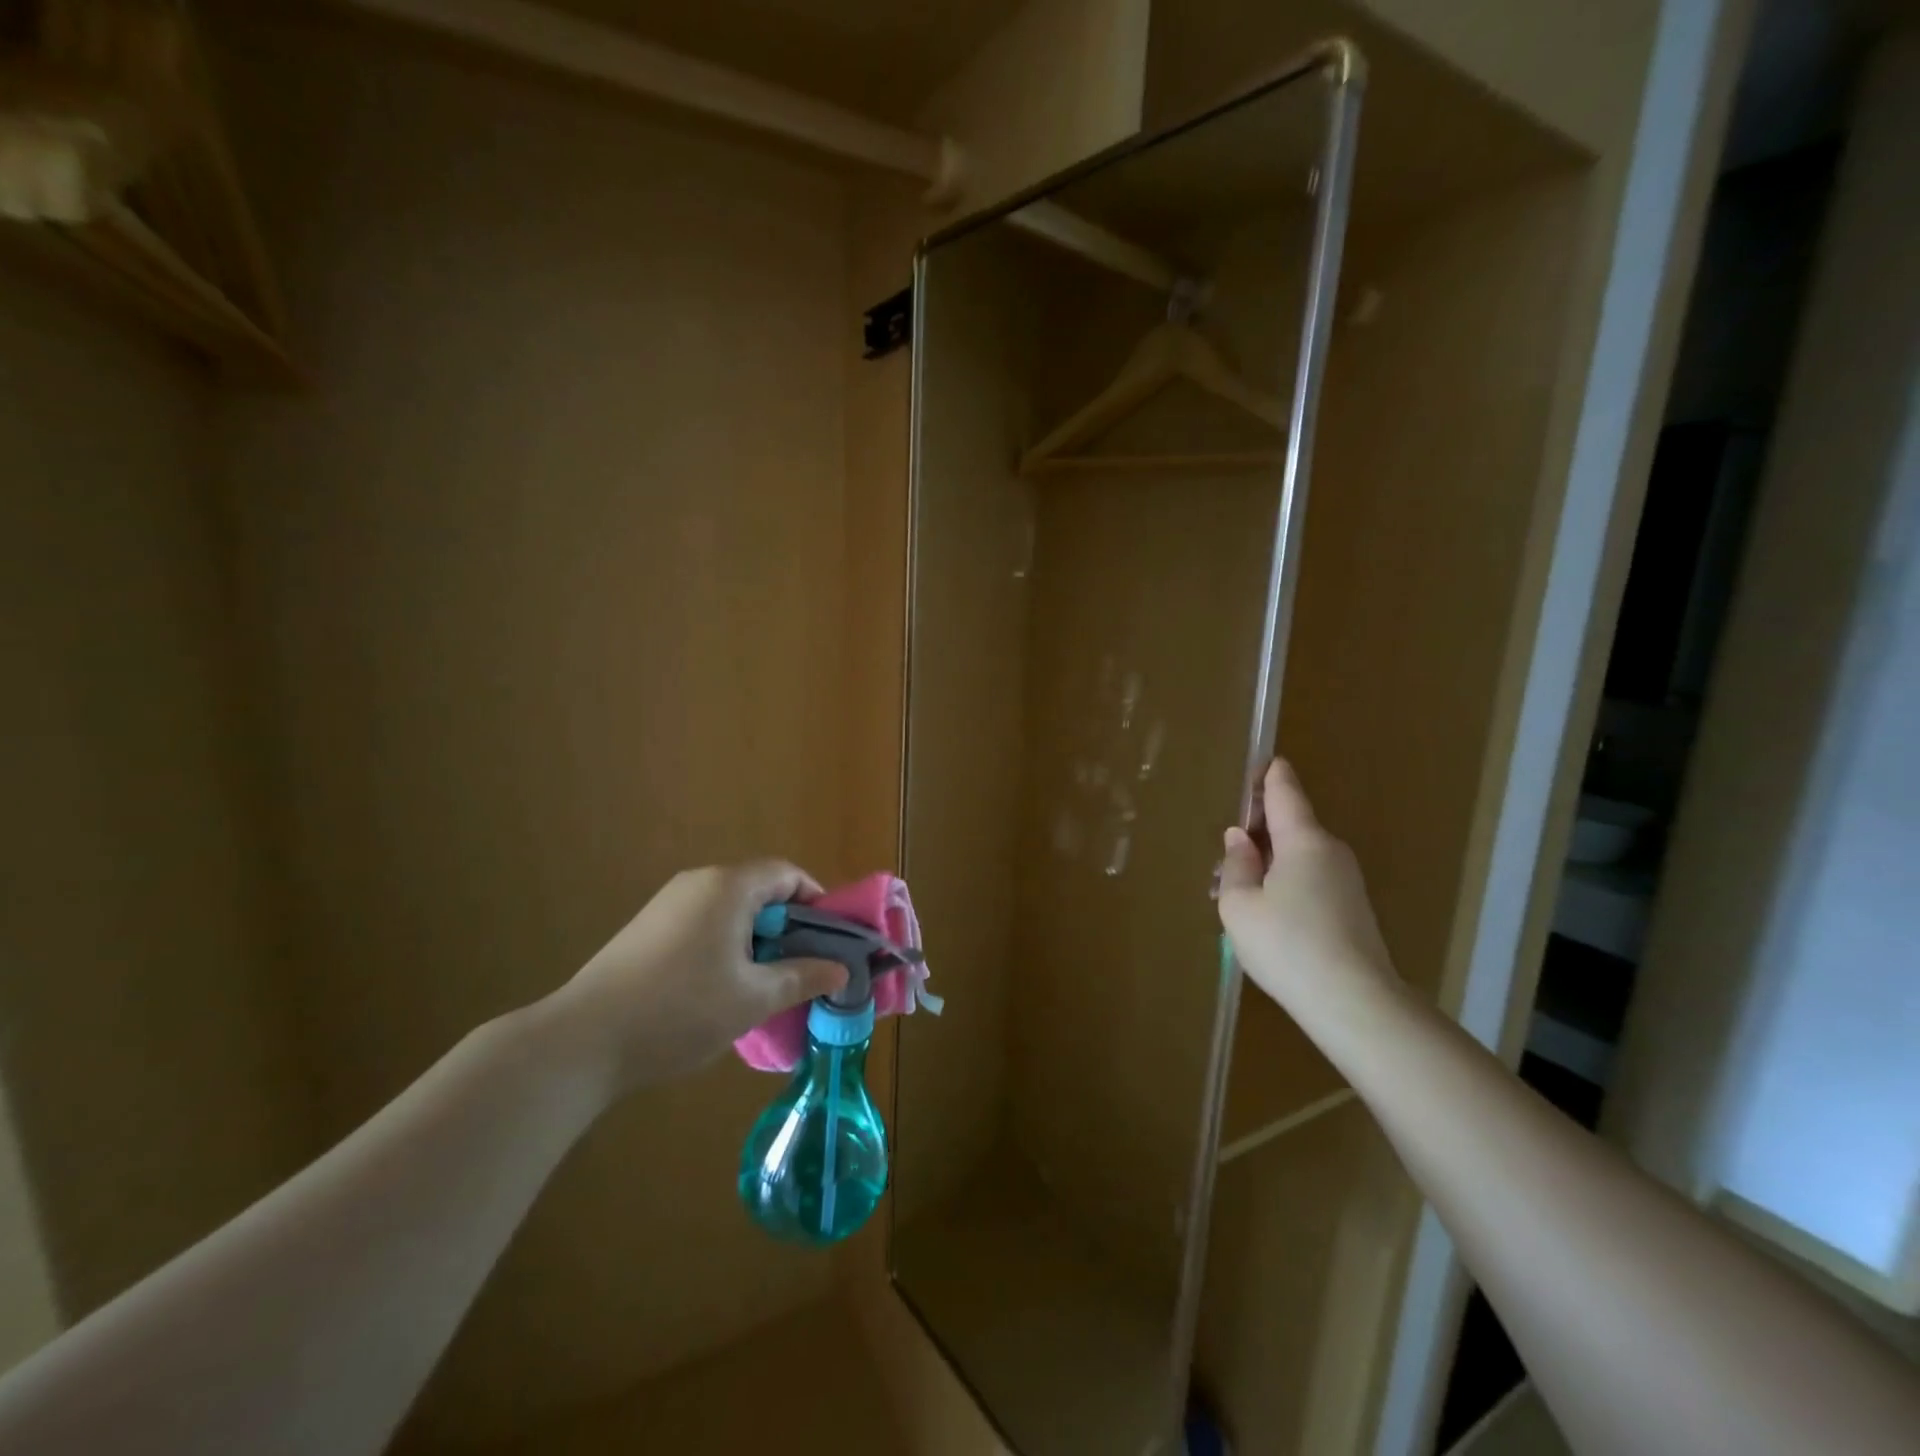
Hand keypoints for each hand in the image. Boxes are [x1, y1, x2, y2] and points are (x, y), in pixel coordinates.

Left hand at [544, 861, 847, 1093]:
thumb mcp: (754, 998)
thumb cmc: (682, 1009)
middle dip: (787, 926)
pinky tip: (720, 988)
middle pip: (759, 889)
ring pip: (731, 909)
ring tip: (764, 983)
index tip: (830, 941)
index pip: (788, 874)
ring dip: (756, 939)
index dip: (817, 902)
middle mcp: (698, 882)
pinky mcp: (647, 928)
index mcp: (729, 886)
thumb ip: (803, 976)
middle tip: (802, 967)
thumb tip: (841, 969)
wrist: (584, 1040)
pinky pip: (703, 922)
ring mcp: (668, 903)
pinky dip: (725, 944)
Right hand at [1218, 760, 1394, 1011]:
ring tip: (1233, 895)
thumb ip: (1236, 865)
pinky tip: (1264, 917)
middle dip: (1256, 834)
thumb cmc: (1287, 944)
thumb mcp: (1239, 904)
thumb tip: (1240, 839)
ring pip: (1297, 858)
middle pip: (1289, 826)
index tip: (1260, 761)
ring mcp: (1346, 881)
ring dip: (1266, 865)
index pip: (1285, 791)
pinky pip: (1310, 881)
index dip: (1269, 775)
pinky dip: (1284, 886)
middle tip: (1221, 859)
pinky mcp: (1352, 909)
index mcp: (1302, 839)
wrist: (1354, 1003)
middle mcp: (1330, 851)